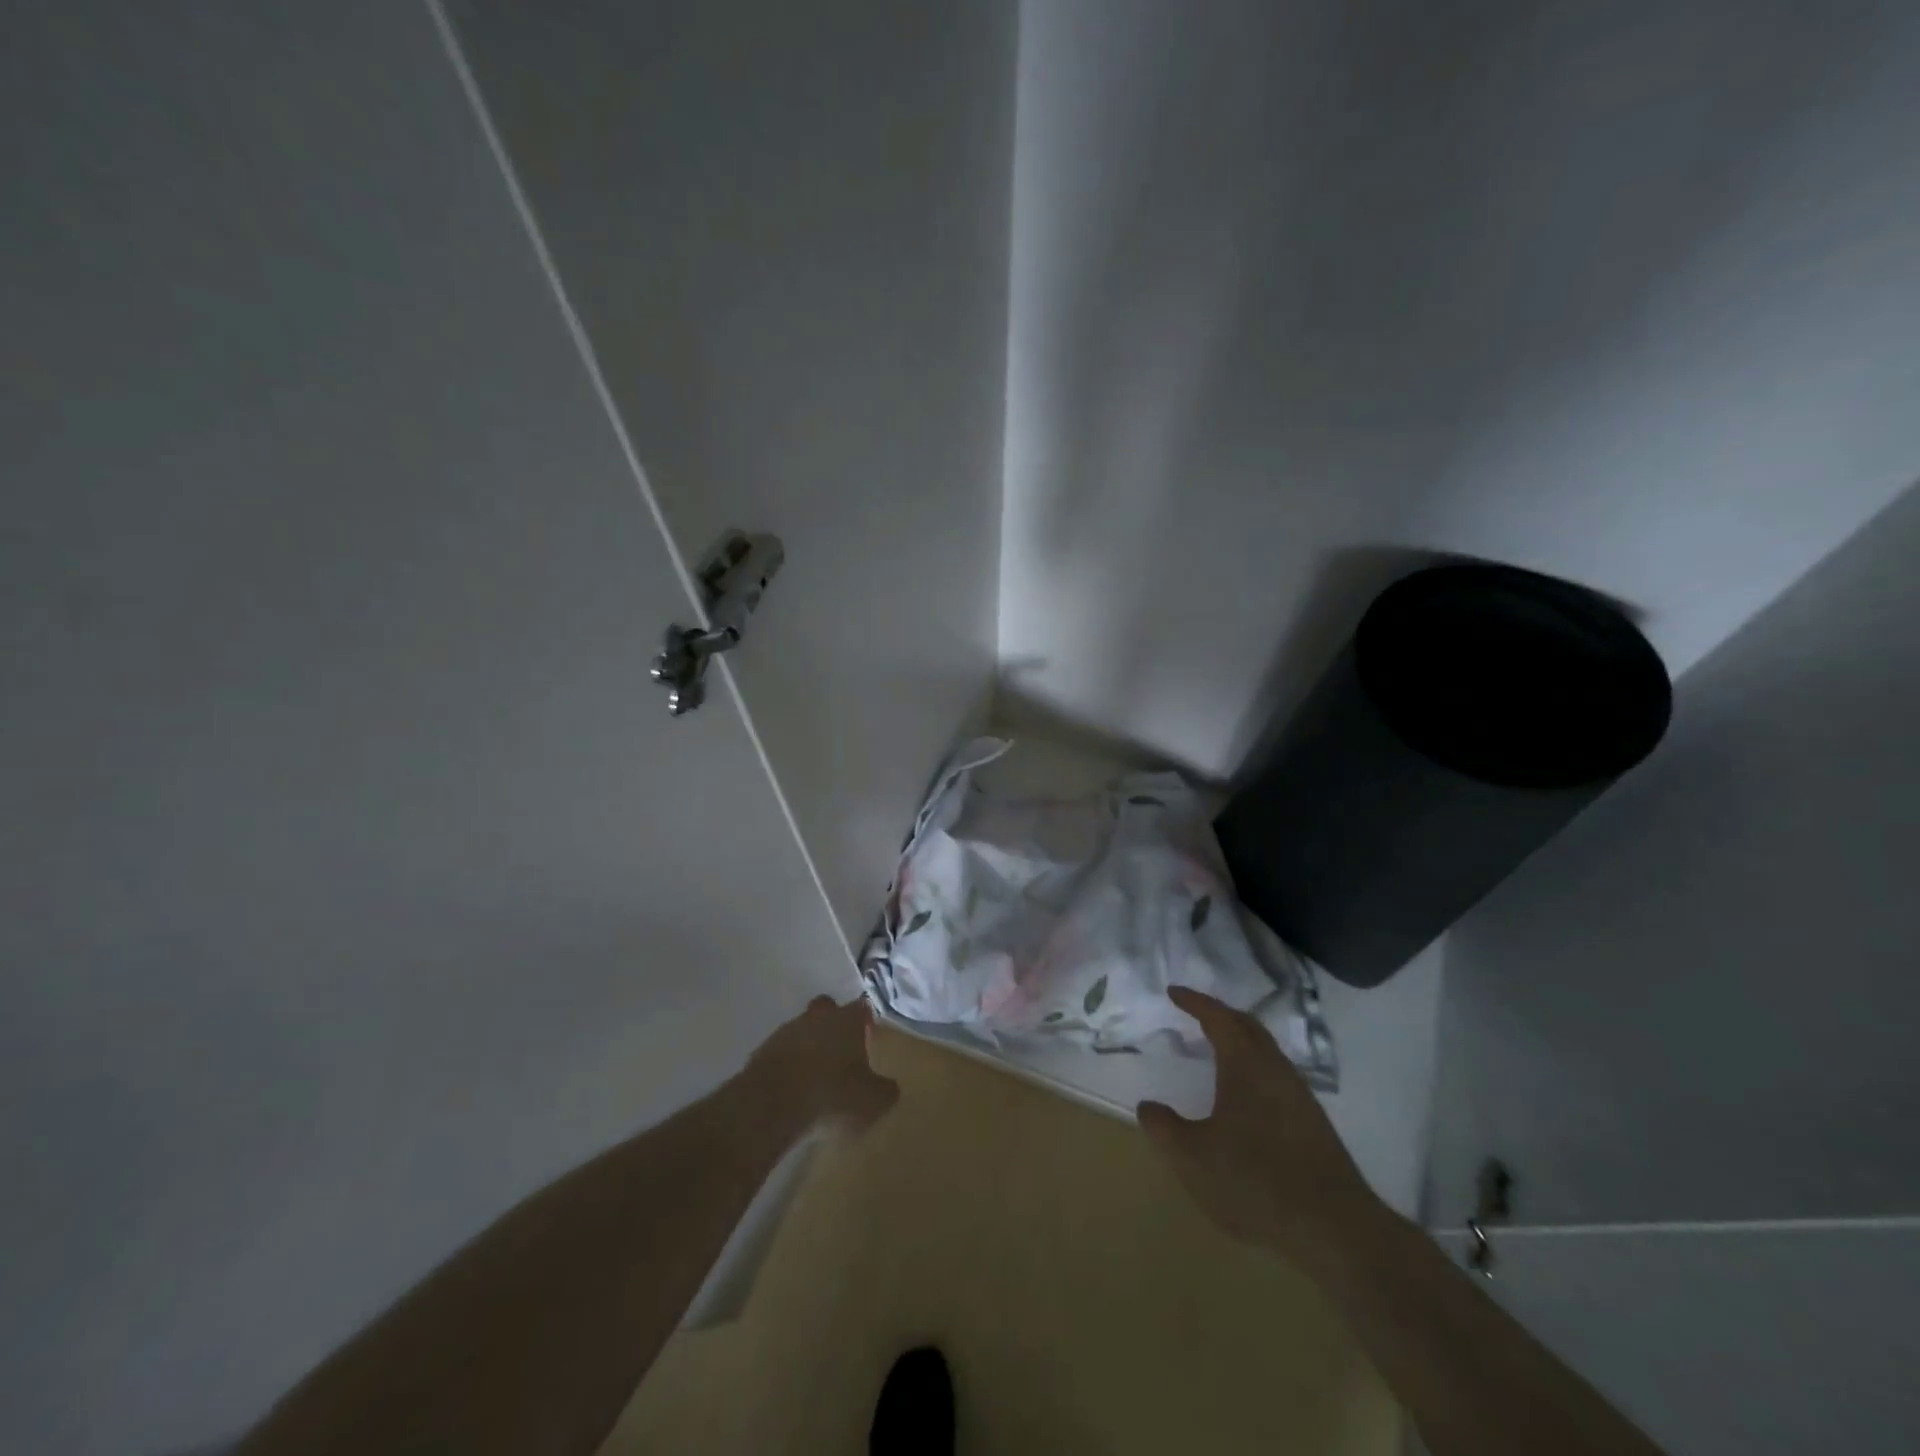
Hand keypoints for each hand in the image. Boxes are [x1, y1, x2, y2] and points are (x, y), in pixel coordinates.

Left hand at [746, 995, 899, 1133]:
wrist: (772, 1106)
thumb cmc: (833, 1096)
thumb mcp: (873, 1101)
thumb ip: (885, 1090)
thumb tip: (889, 1087)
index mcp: (847, 1020)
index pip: (861, 1007)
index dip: (865, 1021)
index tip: (868, 1037)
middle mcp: (816, 1017)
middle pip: (826, 1010)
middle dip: (833, 1025)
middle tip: (840, 1051)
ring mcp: (785, 1032)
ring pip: (801, 1030)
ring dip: (808, 1047)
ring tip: (814, 1077)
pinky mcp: (760, 1053)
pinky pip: (780, 1053)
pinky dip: (787, 1065)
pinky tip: (791, 1089)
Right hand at [1139, 987, 1376, 1256]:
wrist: (1334, 1227)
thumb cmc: (1255, 1181)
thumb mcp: (1192, 1158)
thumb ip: (1164, 1129)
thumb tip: (1148, 1107)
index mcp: (1245, 1064)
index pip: (1217, 1017)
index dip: (1194, 1001)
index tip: (1173, 992)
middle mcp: (1274, 1068)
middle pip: (1247, 1026)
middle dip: (1220, 1014)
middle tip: (1195, 1013)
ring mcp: (1299, 1094)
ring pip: (1266, 1050)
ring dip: (1240, 1040)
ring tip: (1217, 1049)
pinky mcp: (1312, 1121)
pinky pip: (1276, 1074)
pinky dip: (1254, 1065)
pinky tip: (1246, 1093)